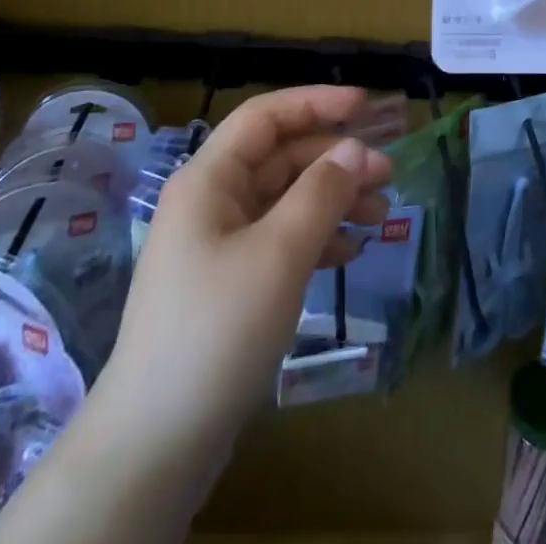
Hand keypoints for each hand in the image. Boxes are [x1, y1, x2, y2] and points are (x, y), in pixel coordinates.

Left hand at [95, 86, 392, 456]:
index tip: (366, 106)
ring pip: (284, 199)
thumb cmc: (217, 330)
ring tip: (380, 214)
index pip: (265, 116)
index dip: (315, 102)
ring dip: (332, 200)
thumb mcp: (279, 254)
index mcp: (209, 178)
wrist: (157, 443)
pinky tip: (349, 252)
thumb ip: (321, 193)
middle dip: (334, 159)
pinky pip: (279, 239)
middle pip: (280, 158)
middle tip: (388, 174)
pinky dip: (316, 237)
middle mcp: (211, 200)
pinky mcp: (229, 282)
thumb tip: (356, 149)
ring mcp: (218, 243)